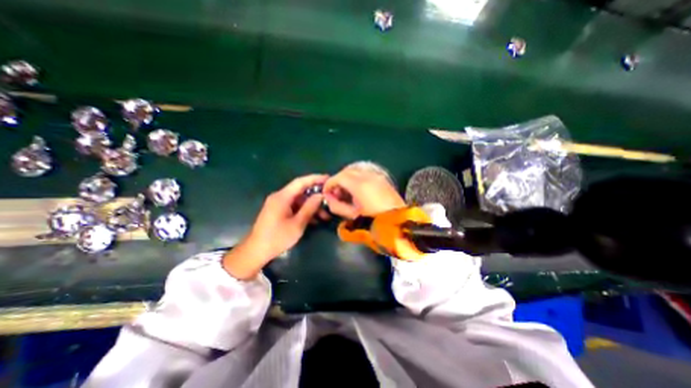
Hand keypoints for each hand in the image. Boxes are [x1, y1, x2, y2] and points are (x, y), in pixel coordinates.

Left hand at [223, 175, 326, 278]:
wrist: (256, 251)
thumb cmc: (277, 238)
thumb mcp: (297, 224)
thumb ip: (309, 208)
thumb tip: (320, 195)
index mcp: (282, 197)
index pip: (300, 182)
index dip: (315, 178)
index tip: (328, 178)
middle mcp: (279, 197)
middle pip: (301, 192)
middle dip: (316, 196)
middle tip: (329, 201)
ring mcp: (278, 204)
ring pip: (299, 201)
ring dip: (311, 207)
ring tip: (325, 216)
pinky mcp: (278, 211)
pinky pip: (294, 207)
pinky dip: (304, 211)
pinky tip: (314, 220)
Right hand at [325, 166, 405, 219]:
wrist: (399, 224)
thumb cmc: (375, 222)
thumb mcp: (353, 216)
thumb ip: (337, 206)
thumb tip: (329, 198)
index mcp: (360, 185)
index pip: (339, 177)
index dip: (329, 184)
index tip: (326, 193)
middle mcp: (368, 176)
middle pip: (347, 171)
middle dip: (338, 180)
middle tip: (336, 194)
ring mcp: (377, 176)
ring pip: (356, 171)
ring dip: (348, 178)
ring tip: (346, 193)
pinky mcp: (383, 179)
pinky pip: (366, 173)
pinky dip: (357, 178)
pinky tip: (358, 191)